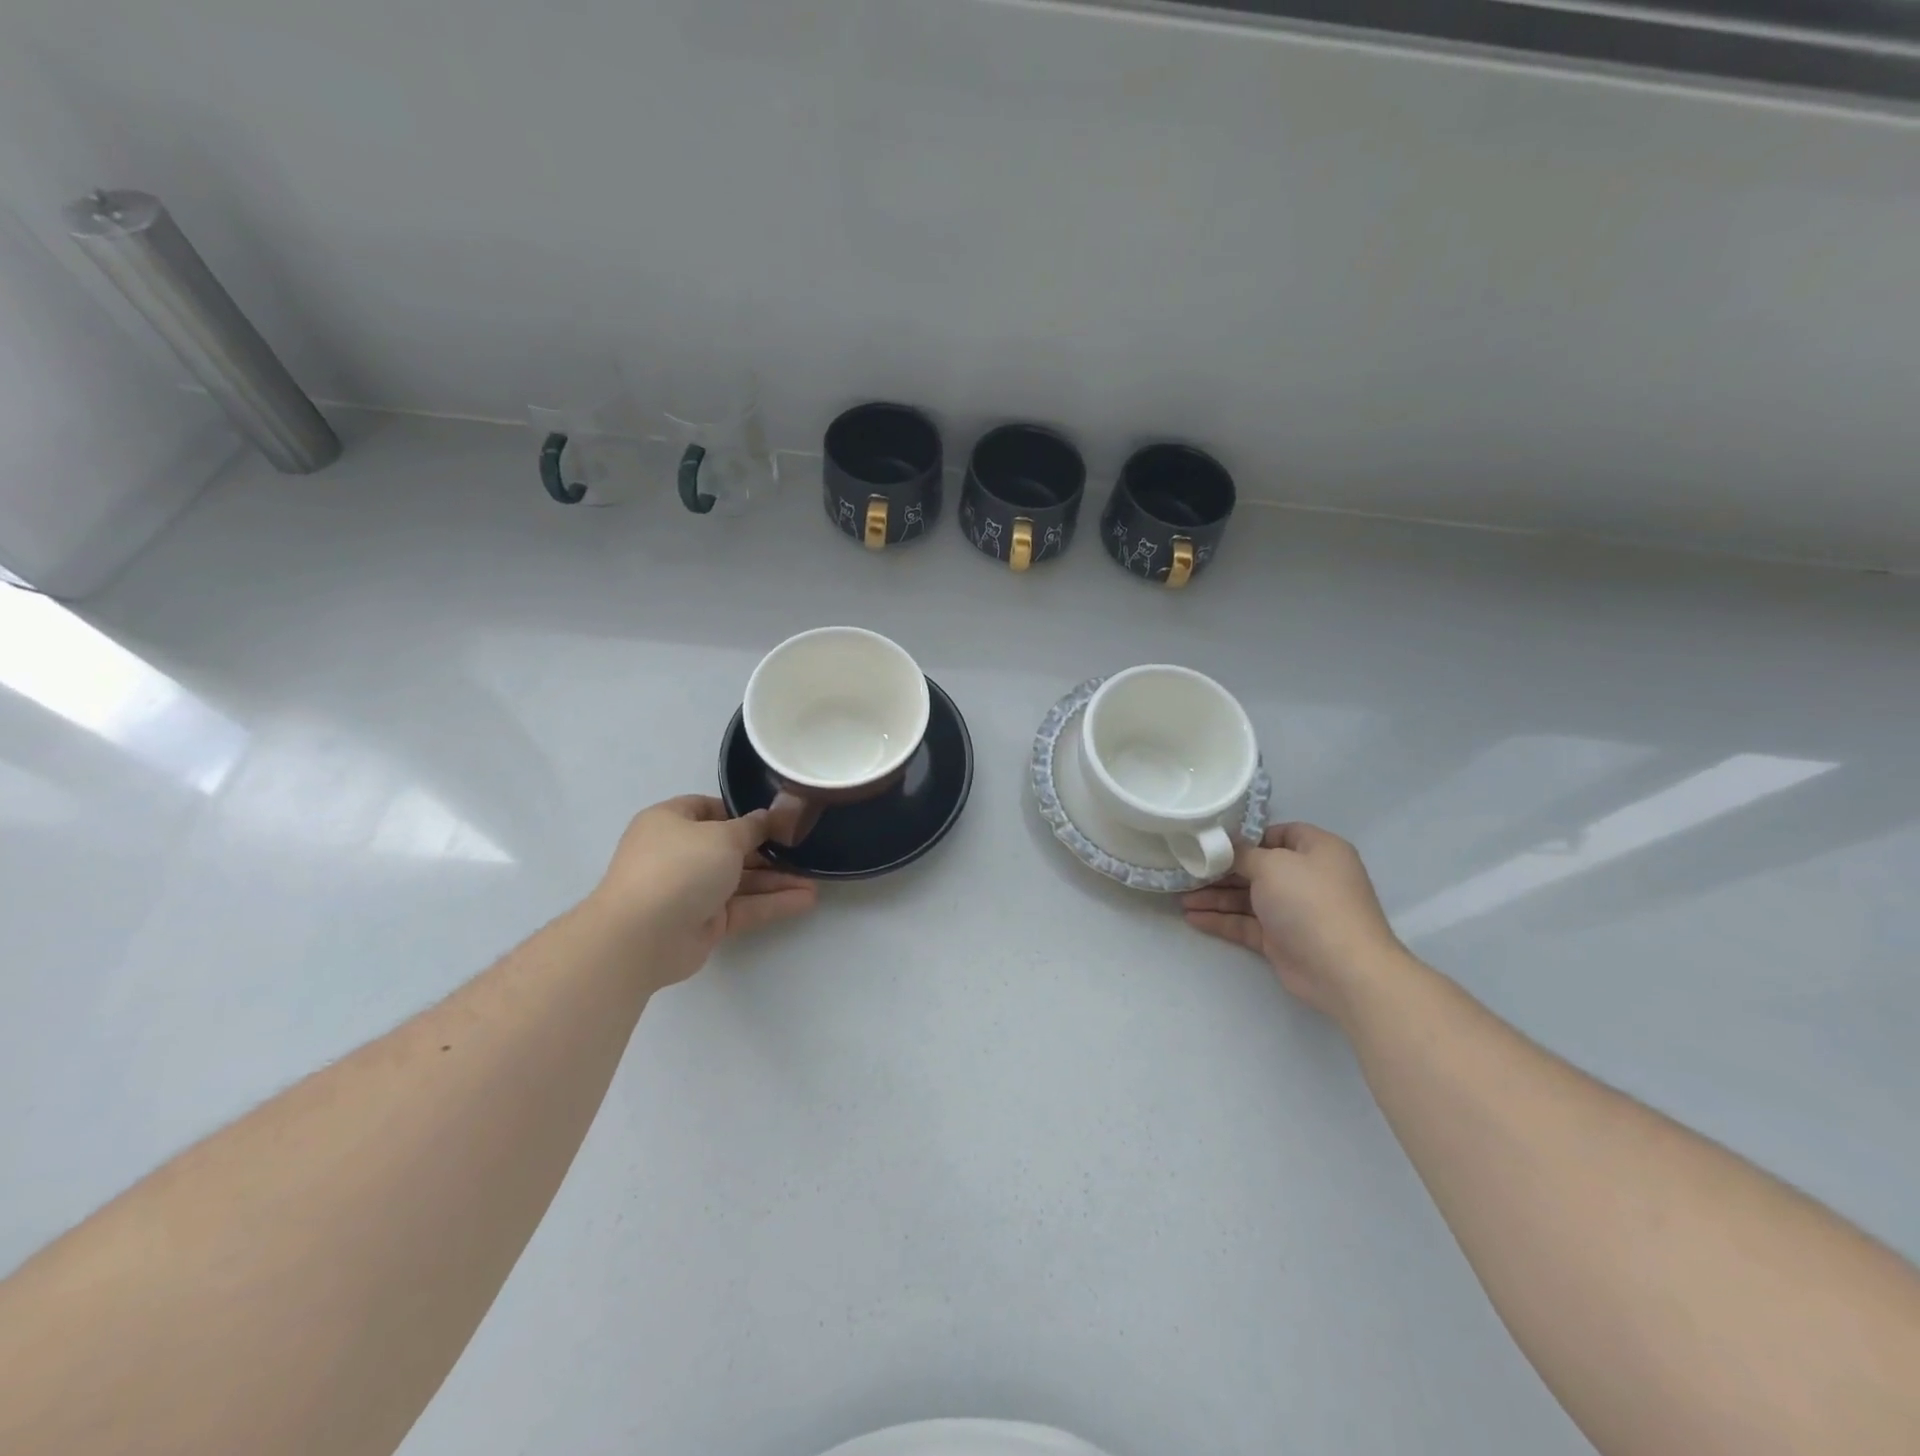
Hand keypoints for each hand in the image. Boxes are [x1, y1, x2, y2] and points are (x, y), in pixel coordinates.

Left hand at [587, 796, 816, 989]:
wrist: (642, 935)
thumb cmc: (679, 866)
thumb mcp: (723, 836)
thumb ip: (752, 828)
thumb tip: (767, 818)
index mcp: (670, 822)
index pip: (708, 809)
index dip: (741, 812)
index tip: (776, 818)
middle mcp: (679, 853)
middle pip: (730, 847)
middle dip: (768, 850)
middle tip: (804, 850)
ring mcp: (691, 890)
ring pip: (741, 881)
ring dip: (776, 880)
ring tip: (815, 881)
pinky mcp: (704, 922)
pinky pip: (743, 907)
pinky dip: (771, 903)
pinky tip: (805, 900)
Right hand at [1183, 822, 1407, 1021]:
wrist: (1343, 969)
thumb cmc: (1310, 902)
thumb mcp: (1272, 865)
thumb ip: (1243, 854)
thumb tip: (1226, 848)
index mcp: (1317, 850)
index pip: (1278, 834)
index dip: (1247, 837)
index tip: (1213, 842)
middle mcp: (1307, 877)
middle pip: (1257, 867)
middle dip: (1221, 870)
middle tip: (1187, 871)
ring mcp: (1294, 911)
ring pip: (1247, 898)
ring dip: (1215, 897)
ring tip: (1181, 897)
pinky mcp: (1281, 939)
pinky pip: (1246, 924)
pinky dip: (1221, 920)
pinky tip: (1192, 918)